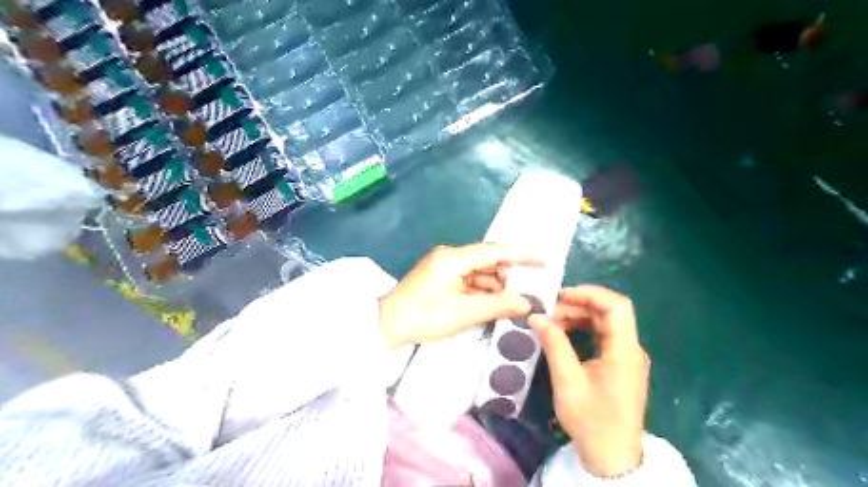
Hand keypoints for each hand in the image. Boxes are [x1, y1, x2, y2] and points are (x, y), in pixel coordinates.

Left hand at [382, 245, 540, 347]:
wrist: (386, 326)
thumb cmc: (423, 317)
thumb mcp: (463, 313)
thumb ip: (498, 306)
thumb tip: (527, 304)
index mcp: (454, 258)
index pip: (494, 251)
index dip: (521, 254)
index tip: (544, 260)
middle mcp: (451, 257)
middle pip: (488, 262)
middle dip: (510, 276)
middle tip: (533, 289)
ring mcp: (445, 268)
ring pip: (480, 274)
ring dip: (497, 287)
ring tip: (519, 301)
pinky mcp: (442, 280)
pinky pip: (470, 283)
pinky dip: (484, 293)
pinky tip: (497, 305)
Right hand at [526, 283, 646, 477]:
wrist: (612, 457)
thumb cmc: (592, 421)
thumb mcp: (567, 381)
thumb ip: (554, 344)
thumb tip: (536, 316)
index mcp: (624, 351)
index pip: (617, 306)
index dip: (590, 293)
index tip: (560, 296)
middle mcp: (631, 349)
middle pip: (609, 312)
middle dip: (578, 305)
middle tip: (549, 311)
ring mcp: (626, 357)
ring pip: (605, 322)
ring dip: (578, 317)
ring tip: (551, 322)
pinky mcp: (619, 365)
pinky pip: (602, 336)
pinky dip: (582, 329)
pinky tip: (563, 334)